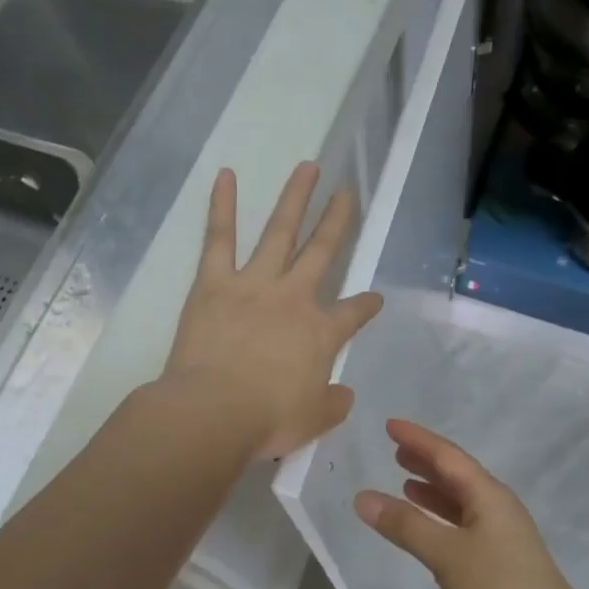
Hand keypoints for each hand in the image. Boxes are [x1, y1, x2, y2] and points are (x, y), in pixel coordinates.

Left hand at [163, 163, 383, 459]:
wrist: (215, 412)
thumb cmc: (268, 420)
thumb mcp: (314, 420)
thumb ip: (333, 403)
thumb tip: (344, 394)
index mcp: (321, 333)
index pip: (353, 313)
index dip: (366, 305)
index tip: (374, 299)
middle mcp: (294, 298)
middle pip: (323, 252)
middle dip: (338, 222)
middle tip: (348, 194)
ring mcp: (254, 284)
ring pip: (280, 232)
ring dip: (296, 198)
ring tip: (308, 168)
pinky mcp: (214, 283)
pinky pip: (219, 237)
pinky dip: (222, 206)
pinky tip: (226, 175)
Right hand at [355, 420, 588, 588]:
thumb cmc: (499, 587)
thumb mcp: (446, 552)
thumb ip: (404, 525)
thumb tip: (362, 497)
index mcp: (489, 495)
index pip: (448, 456)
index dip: (418, 439)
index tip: (389, 425)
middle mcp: (497, 508)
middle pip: (457, 475)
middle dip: (426, 461)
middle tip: (395, 450)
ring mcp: (502, 536)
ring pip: (461, 502)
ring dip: (433, 491)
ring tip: (404, 483)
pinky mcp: (500, 563)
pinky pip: (463, 526)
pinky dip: (441, 519)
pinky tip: (427, 529)